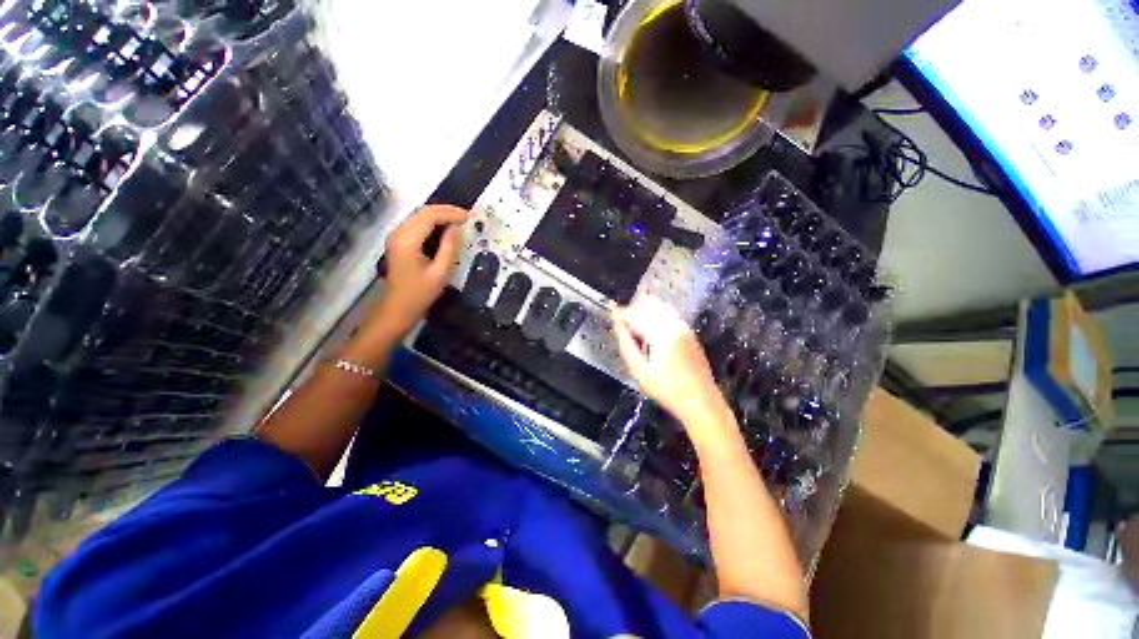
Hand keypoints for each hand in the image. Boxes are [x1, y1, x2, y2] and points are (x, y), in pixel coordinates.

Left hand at [374, 205, 468, 336]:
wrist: (397, 308)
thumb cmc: (420, 294)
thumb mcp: (440, 272)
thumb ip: (449, 247)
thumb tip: (457, 227)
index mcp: (408, 241)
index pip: (429, 216)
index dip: (450, 213)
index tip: (469, 217)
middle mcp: (399, 233)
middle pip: (422, 212)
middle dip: (445, 210)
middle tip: (465, 216)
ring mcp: (396, 237)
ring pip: (418, 215)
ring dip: (438, 214)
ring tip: (458, 219)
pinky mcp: (398, 242)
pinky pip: (415, 224)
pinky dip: (431, 221)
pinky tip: (444, 227)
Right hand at [611, 297, 735, 447]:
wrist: (701, 402)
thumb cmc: (667, 389)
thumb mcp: (639, 370)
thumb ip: (626, 344)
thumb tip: (617, 324)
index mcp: (662, 333)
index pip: (636, 315)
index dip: (621, 314)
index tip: (610, 314)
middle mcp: (675, 324)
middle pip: (647, 309)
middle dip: (632, 315)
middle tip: (624, 333)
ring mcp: (685, 327)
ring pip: (658, 311)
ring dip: (644, 317)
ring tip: (637, 338)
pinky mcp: (690, 333)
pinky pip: (668, 317)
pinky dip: (655, 322)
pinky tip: (652, 341)